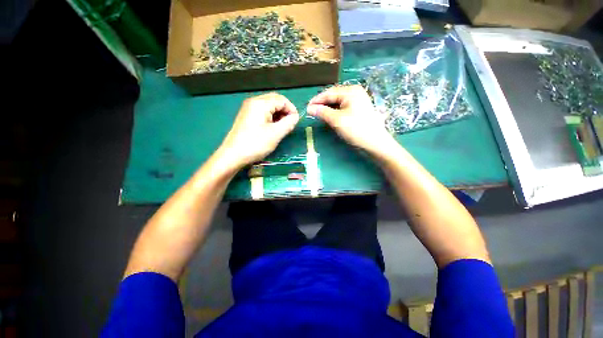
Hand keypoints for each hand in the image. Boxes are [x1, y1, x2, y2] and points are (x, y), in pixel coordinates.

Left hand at [219, 93, 299, 167]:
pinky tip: (273, 128)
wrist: (233, 155)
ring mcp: (248, 109)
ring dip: (278, 114)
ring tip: (283, 128)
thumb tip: (295, 117)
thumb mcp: (276, 134)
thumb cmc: (256, 144)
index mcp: (261, 103)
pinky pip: (262, 112)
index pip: (282, 100)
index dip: (292, 109)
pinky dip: (271, 117)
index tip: (296, 122)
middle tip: (290, 124)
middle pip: (275, 100)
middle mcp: (253, 102)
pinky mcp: (246, 116)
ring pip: (269, 106)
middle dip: (285, 111)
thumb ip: (288, 123)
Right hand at [307, 85, 393, 155]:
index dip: (316, 100)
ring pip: (337, 102)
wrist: (375, 142)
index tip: (306, 108)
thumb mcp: (337, 120)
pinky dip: (334, 111)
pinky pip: (342, 107)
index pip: (328, 93)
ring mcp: (357, 100)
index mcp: (350, 91)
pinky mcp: (358, 109)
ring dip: (327, 108)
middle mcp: (354, 92)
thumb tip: (309, 108)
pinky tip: (329, 116)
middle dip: (322, 104)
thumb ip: (322, 112)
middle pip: (333, 96)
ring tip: (318, 115)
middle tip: (311, 112)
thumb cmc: (356, 129)